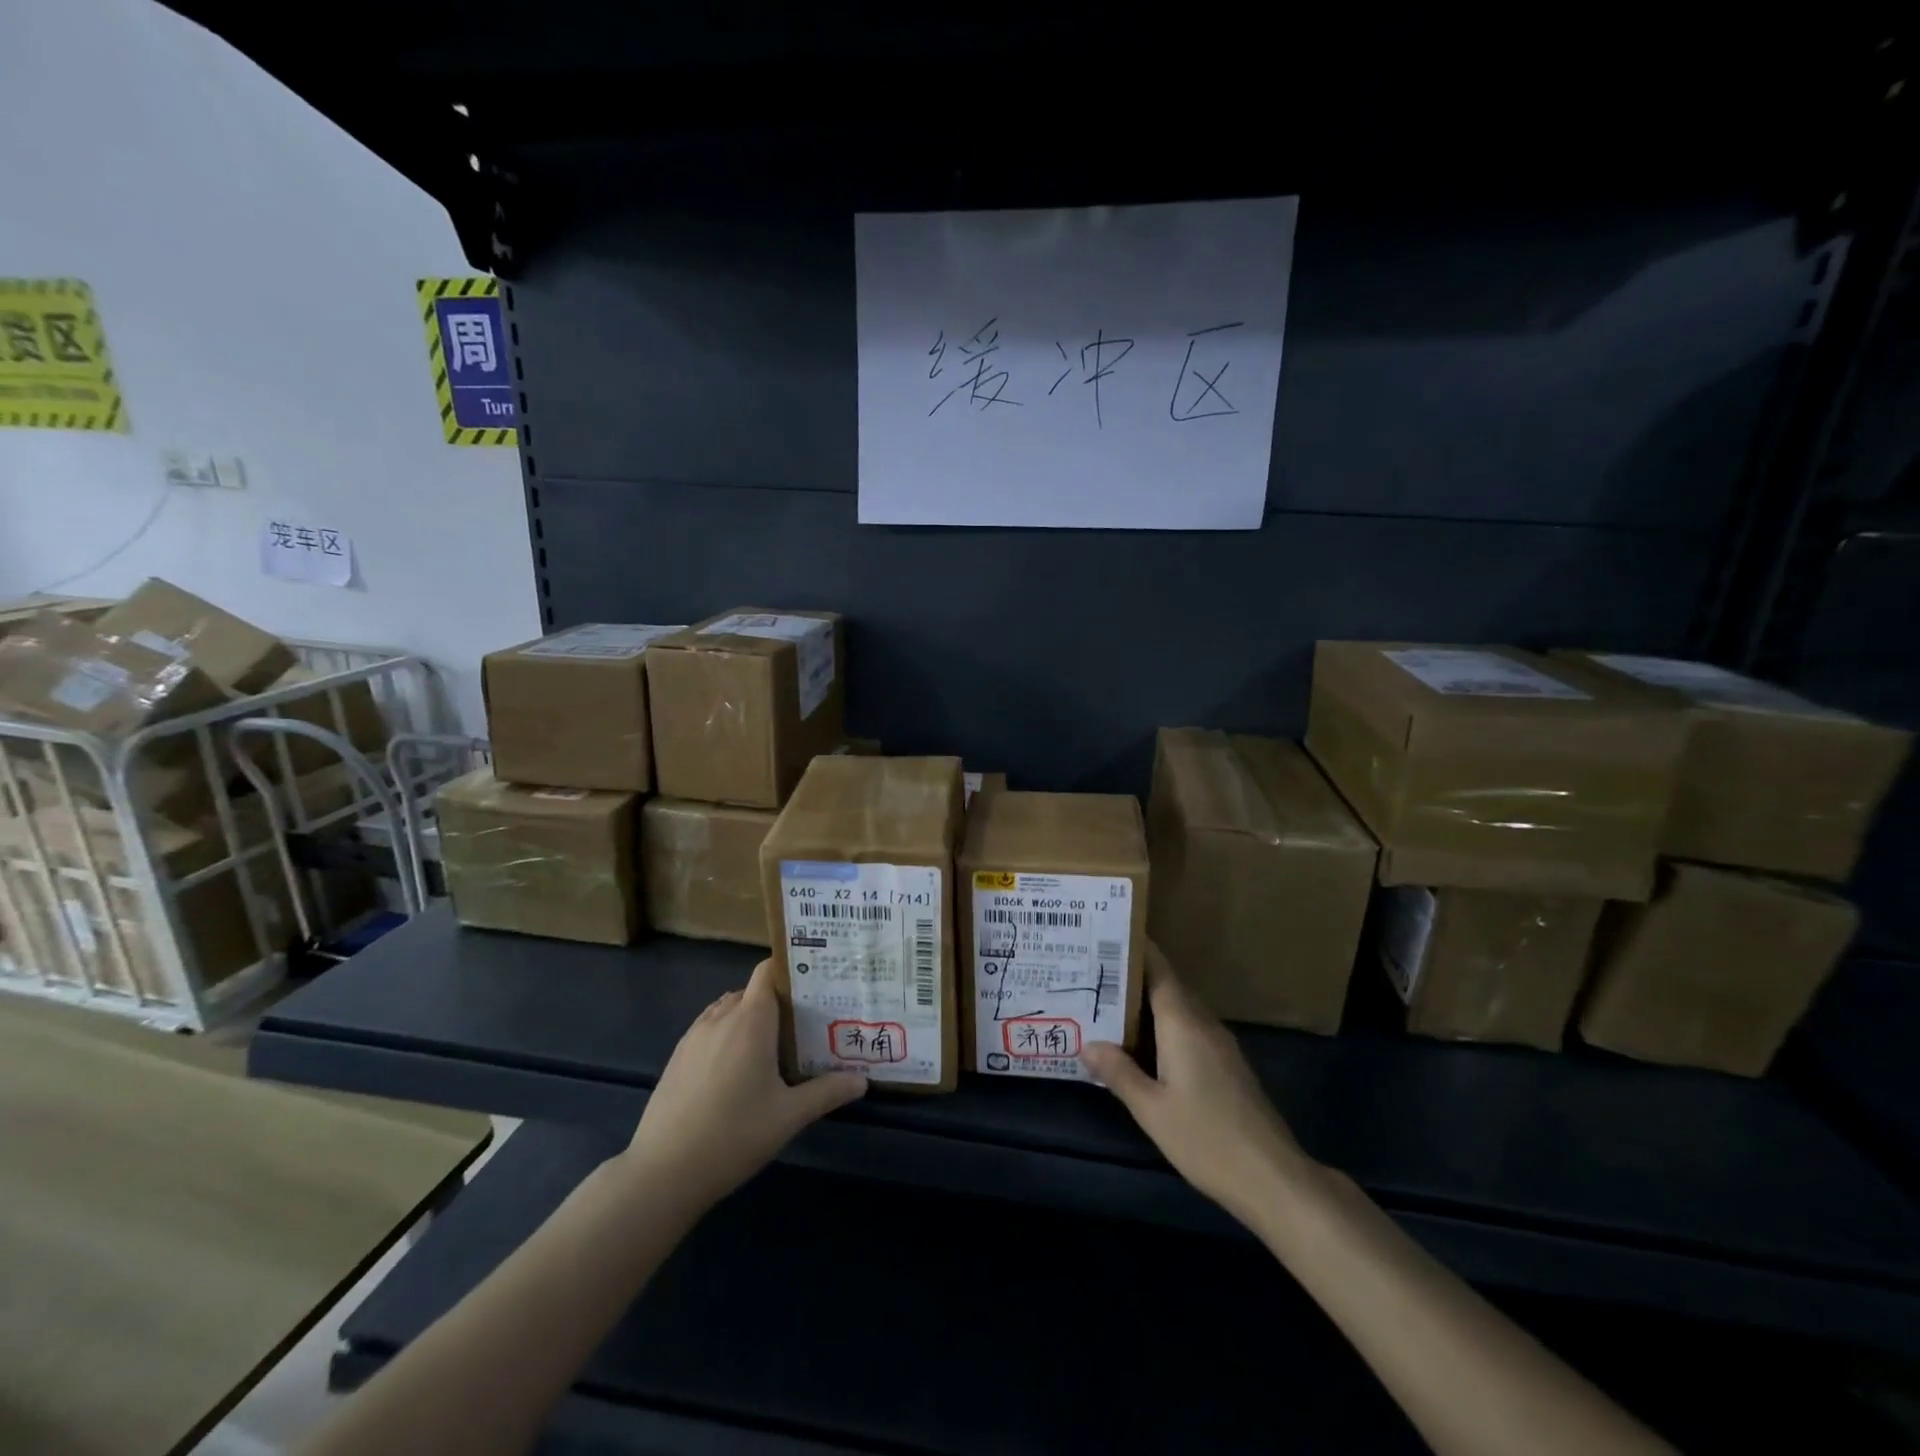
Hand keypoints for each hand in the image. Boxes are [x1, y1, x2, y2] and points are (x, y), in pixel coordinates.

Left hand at [624, 959, 866, 1210]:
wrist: (663, 1172)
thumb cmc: (734, 1134)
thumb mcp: (789, 1116)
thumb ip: (827, 1092)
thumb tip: (863, 1081)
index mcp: (750, 1019)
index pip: (767, 971)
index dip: (790, 972)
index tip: (814, 987)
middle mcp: (721, 1017)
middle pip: (752, 992)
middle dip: (776, 1003)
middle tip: (804, 1026)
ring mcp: (693, 1037)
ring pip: (727, 1011)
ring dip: (749, 1021)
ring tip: (773, 1048)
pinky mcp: (677, 1058)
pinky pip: (709, 1031)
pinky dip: (726, 1038)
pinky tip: (736, 1074)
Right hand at [1081, 942, 1309, 1221]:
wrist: (1273, 1178)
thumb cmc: (1207, 1138)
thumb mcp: (1152, 1109)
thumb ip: (1119, 1073)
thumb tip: (1087, 1043)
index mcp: (1183, 1024)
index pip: (1158, 971)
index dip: (1135, 951)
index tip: (1107, 935)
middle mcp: (1203, 1024)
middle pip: (1168, 986)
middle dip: (1134, 975)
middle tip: (1095, 970)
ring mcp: (1220, 1045)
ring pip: (1179, 1008)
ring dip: (1148, 1001)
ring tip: (1110, 1001)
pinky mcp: (1227, 1065)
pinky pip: (1189, 1028)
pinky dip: (1163, 1024)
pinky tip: (1143, 1042)